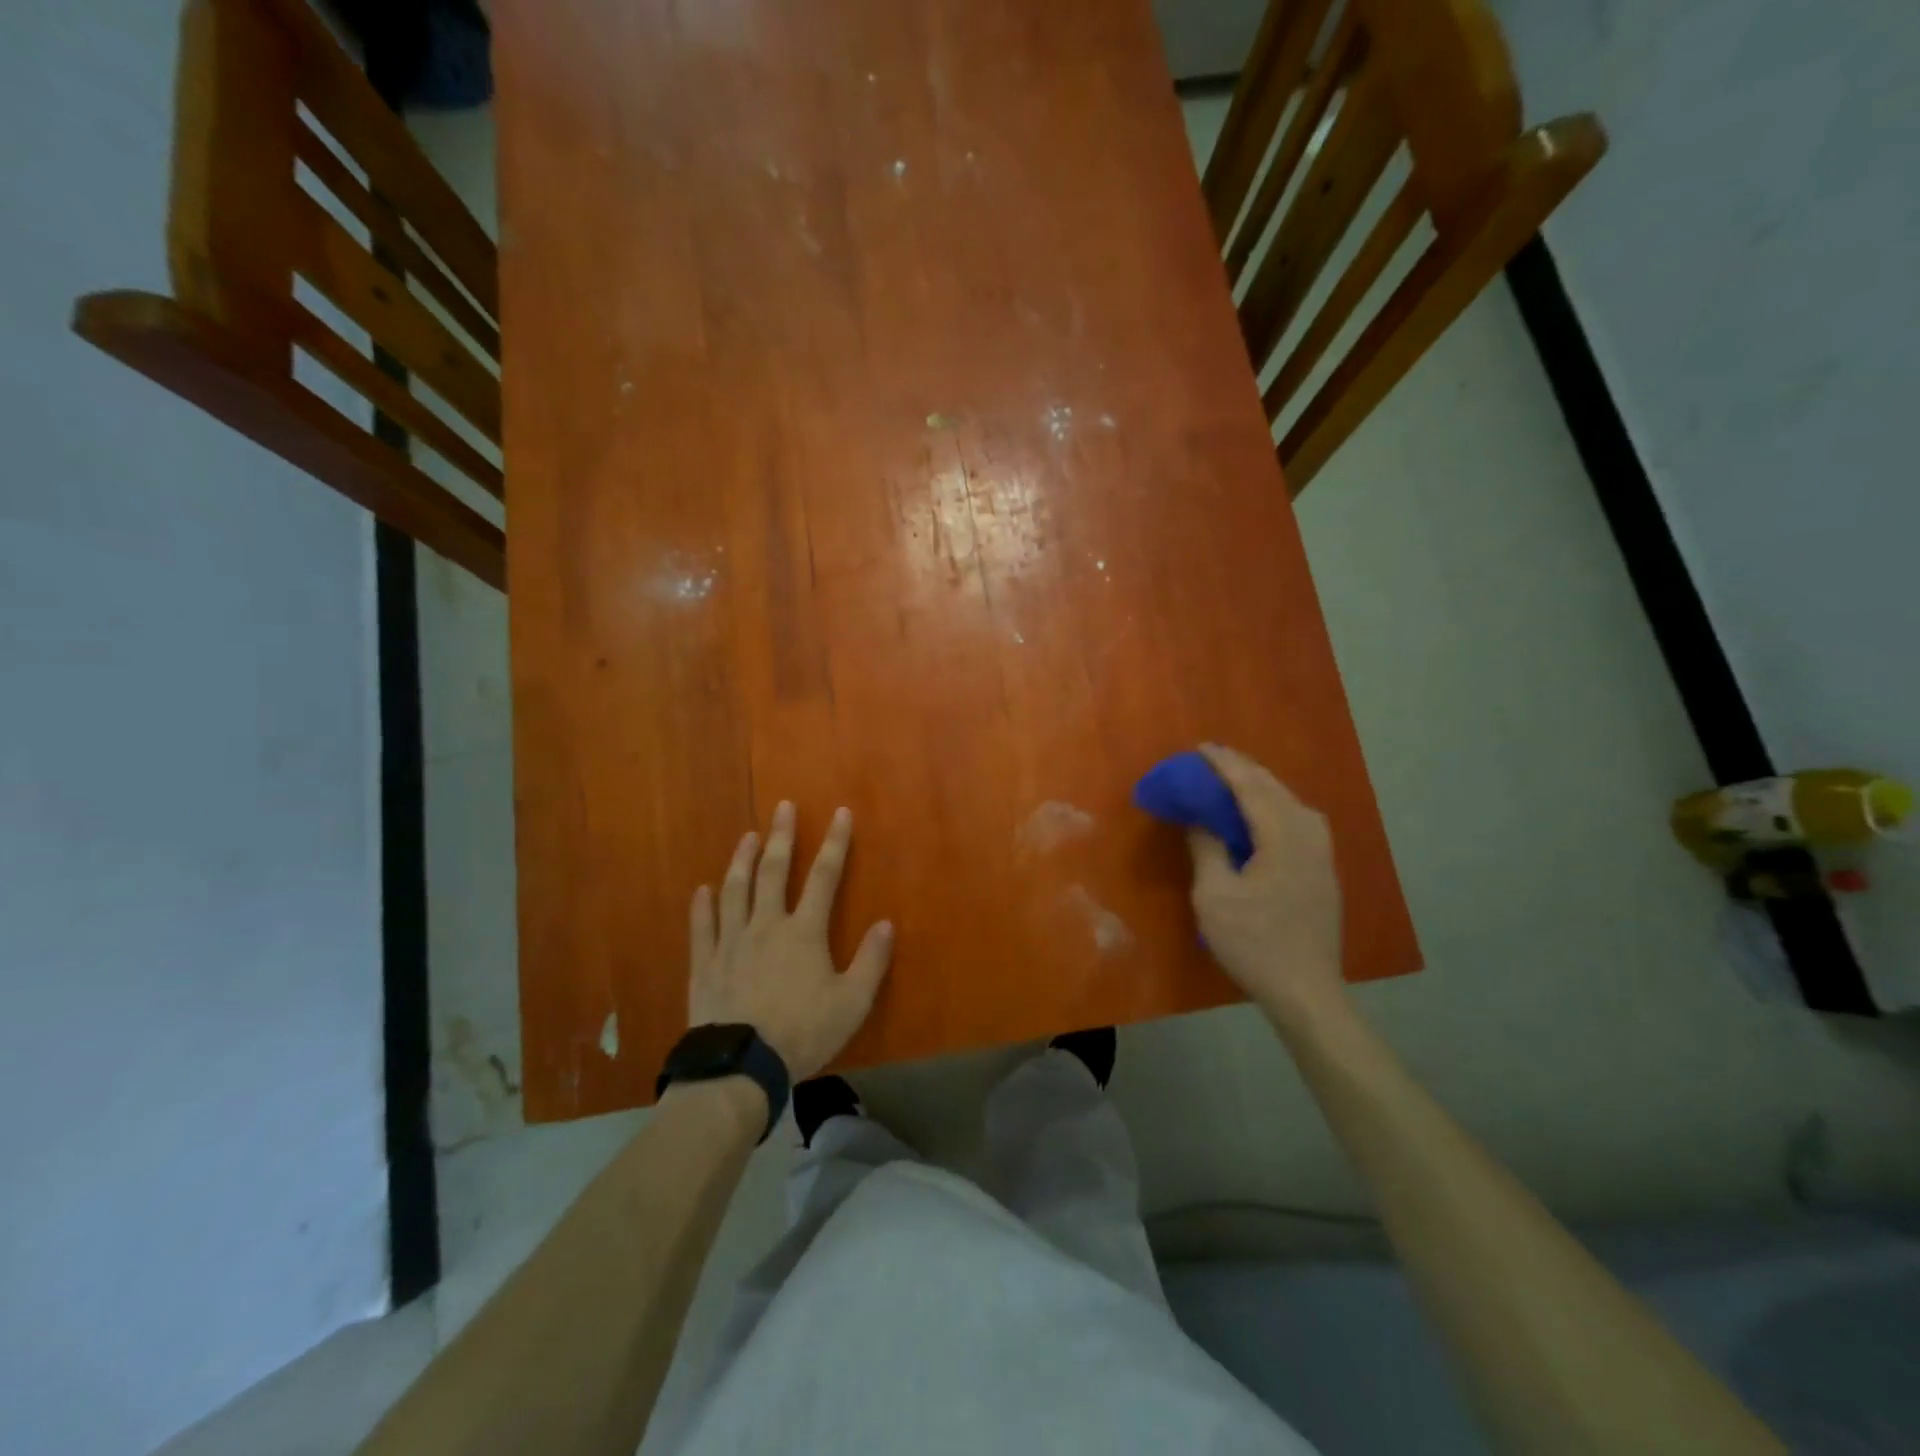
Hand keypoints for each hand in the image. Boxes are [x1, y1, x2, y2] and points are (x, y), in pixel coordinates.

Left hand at [688, 801, 893, 1081]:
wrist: (742, 1066)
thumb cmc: (803, 1033)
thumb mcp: (852, 1002)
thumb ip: (871, 961)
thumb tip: (885, 924)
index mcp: (804, 931)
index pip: (825, 876)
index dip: (836, 843)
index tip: (841, 813)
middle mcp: (766, 925)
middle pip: (774, 871)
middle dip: (783, 836)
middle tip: (783, 807)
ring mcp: (731, 941)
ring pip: (736, 890)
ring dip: (742, 859)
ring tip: (748, 836)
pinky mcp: (705, 963)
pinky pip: (702, 926)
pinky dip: (702, 905)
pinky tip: (703, 889)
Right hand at [1187, 744, 1342, 1010]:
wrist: (1306, 990)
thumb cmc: (1254, 943)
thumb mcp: (1214, 896)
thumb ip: (1207, 848)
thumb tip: (1200, 819)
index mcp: (1282, 836)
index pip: (1250, 786)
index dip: (1224, 764)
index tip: (1200, 748)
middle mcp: (1308, 834)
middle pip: (1274, 788)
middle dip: (1242, 769)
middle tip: (1211, 759)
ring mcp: (1321, 852)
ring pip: (1290, 802)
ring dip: (1260, 786)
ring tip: (1233, 780)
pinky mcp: (1323, 869)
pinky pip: (1297, 819)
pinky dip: (1273, 805)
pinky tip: (1261, 814)